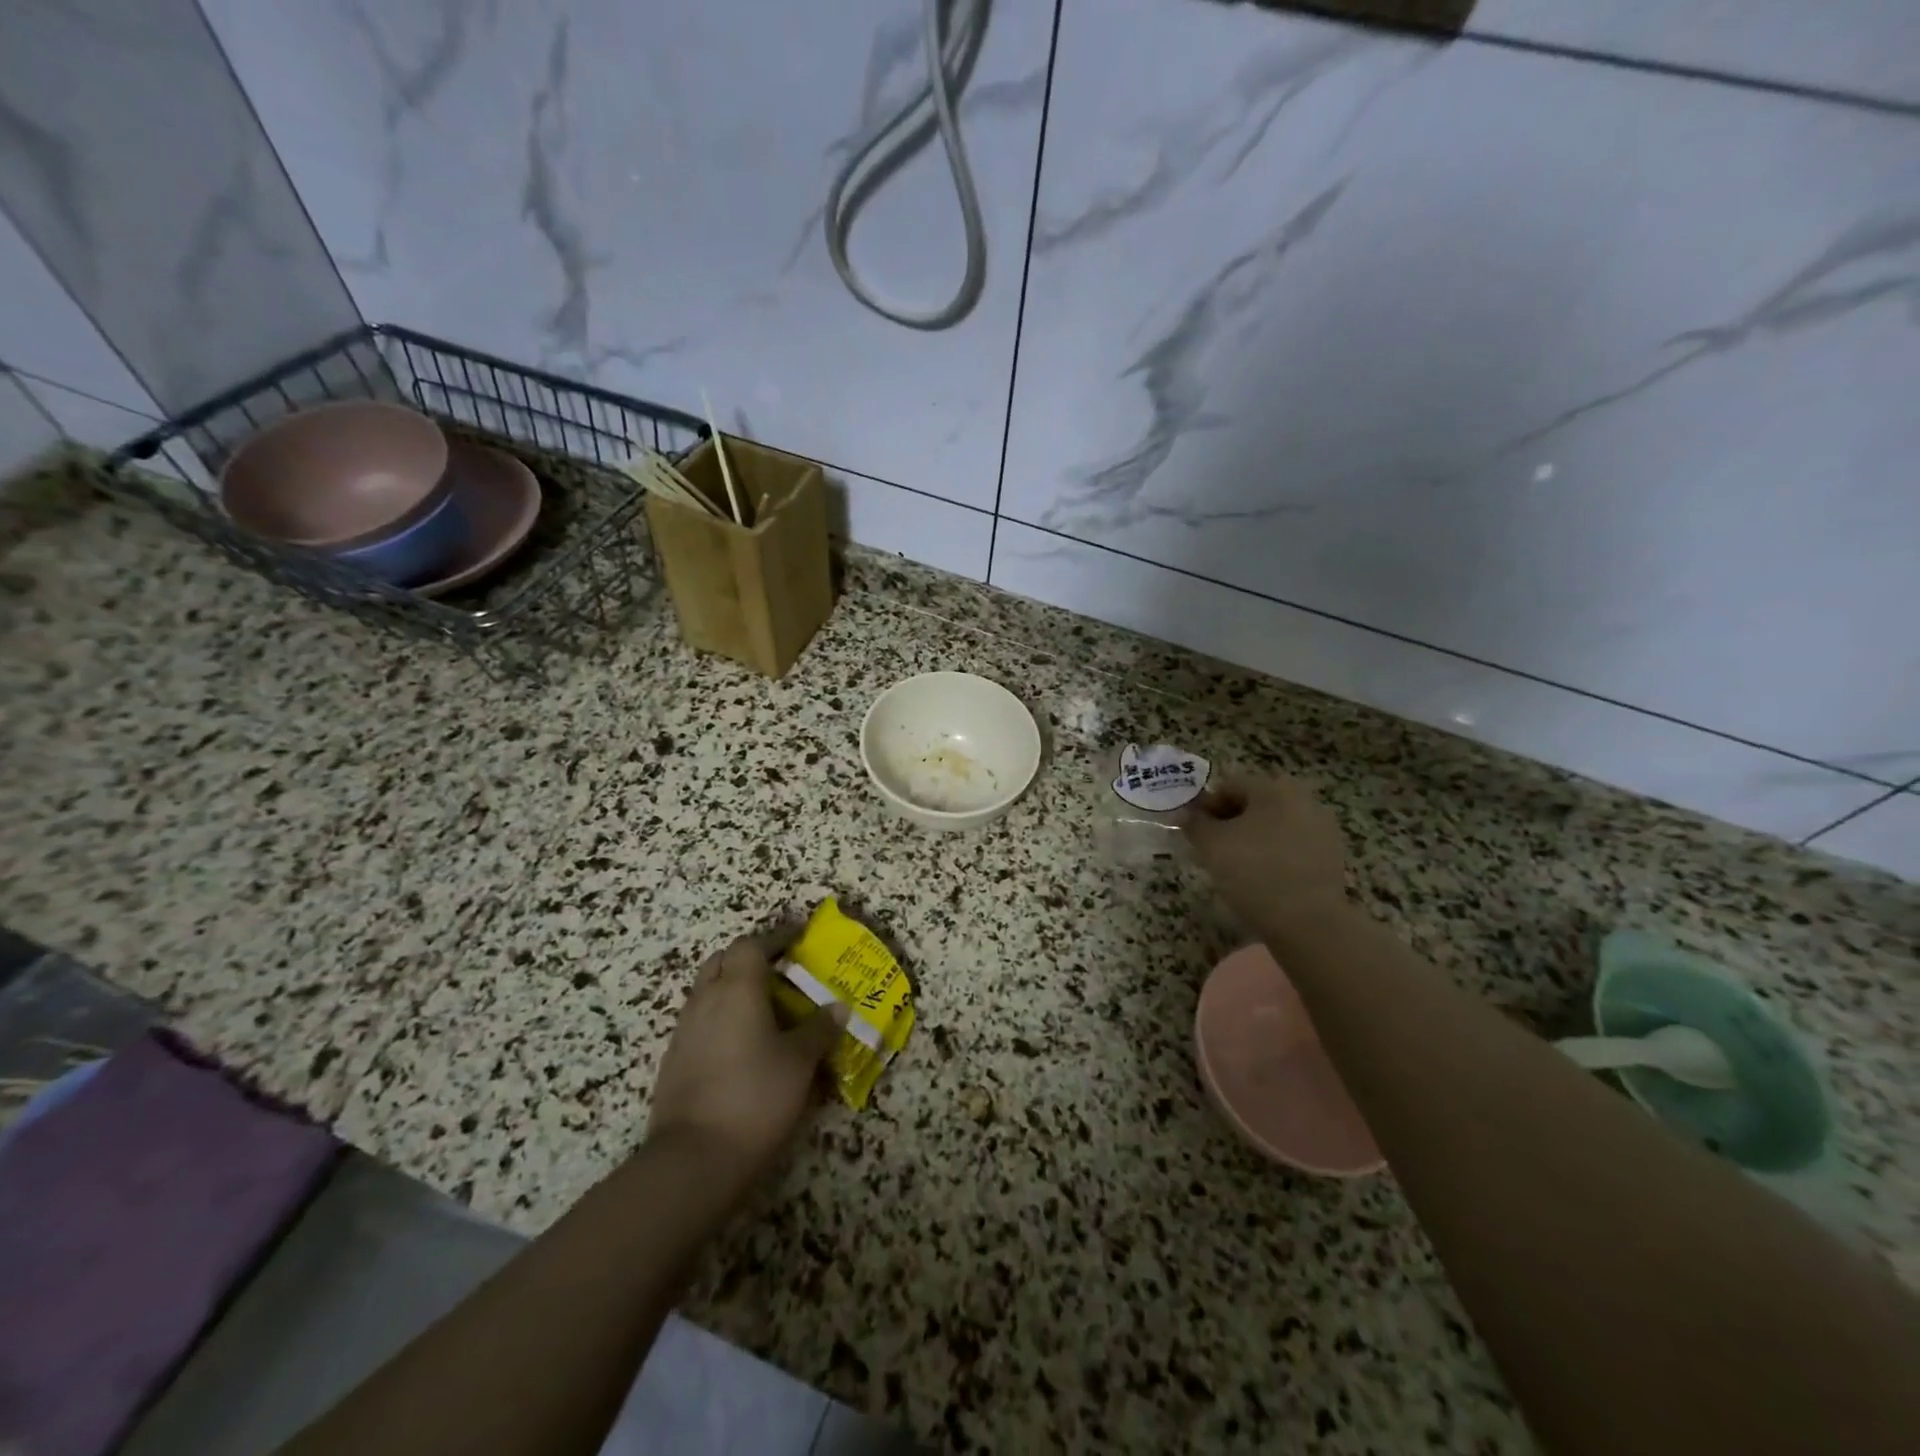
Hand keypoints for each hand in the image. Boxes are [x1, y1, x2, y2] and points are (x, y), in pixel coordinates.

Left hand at [646, 934, 846, 1191]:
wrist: (693, 1158)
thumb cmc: (755, 1096)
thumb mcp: (799, 1062)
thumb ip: (819, 1029)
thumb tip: (839, 1007)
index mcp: (738, 988)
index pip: (752, 944)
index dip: (776, 938)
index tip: (799, 940)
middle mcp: (706, 998)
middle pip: (723, 960)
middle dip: (750, 959)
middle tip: (780, 973)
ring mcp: (685, 1029)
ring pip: (707, 989)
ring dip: (732, 987)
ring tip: (764, 1008)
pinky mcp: (674, 1058)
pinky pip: (699, 1019)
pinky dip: (720, 1016)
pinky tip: (741, 1043)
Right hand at [1182, 774, 1347, 924]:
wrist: (1308, 921)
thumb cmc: (1253, 872)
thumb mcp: (1211, 845)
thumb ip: (1194, 824)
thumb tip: (1184, 814)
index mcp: (1273, 788)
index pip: (1229, 786)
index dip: (1205, 806)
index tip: (1193, 832)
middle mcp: (1302, 799)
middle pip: (1254, 804)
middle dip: (1230, 822)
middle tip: (1211, 849)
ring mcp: (1322, 827)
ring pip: (1274, 825)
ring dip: (1253, 838)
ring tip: (1236, 867)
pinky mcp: (1332, 855)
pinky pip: (1293, 846)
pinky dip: (1275, 855)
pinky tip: (1263, 878)